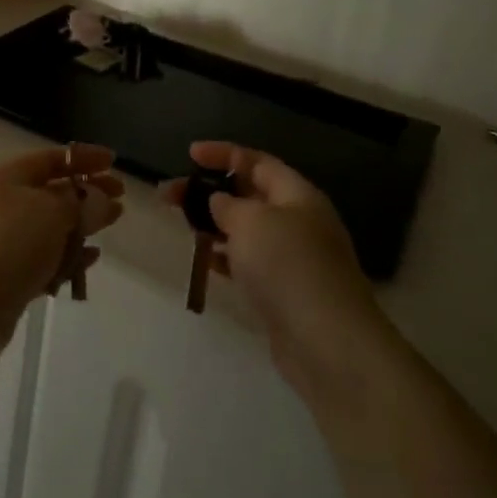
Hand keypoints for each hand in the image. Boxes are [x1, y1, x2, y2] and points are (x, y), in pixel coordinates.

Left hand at [0, 145, 123, 341]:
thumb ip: (81, 202)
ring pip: (49, 226)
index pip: (51, 159)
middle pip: (52, 192)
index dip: (83, 158)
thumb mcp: (52, 213)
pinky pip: (43, 258)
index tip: (114, 162)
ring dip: (80, 226)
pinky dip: (66, 256)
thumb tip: (100, 198)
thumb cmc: (9, 243)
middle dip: (87, 193)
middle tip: (120, 199)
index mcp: (7, 177)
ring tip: (110, 226)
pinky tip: (89, 260)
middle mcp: (1, 203)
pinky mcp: (4, 274)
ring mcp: (0, 239)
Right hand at [166, 142, 398, 403]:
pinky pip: (248, 262)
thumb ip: (228, 204)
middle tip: (169, 196)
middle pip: (248, 195)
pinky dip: (224, 257)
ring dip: (213, 224)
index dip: (223, 154)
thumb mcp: (251, 222)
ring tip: (181, 225)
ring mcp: (292, 258)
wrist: (327, 343)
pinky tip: (204, 260)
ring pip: (246, 230)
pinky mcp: (284, 291)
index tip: (189, 155)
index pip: (257, 161)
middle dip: (209, 191)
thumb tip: (220, 201)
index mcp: (297, 195)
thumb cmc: (288, 267)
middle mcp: (298, 221)